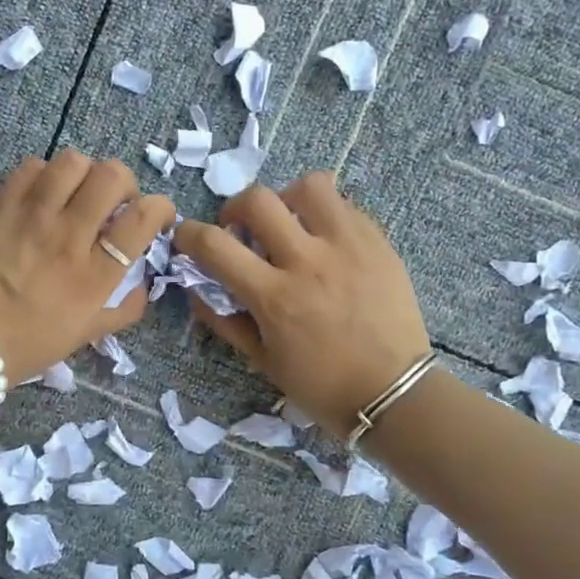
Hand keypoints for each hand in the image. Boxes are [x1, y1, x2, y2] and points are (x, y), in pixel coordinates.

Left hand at [0, 151, 174, 384]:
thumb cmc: (25, 344)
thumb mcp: (84, 337)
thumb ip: (123, 310)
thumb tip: (144, 284)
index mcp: (95, 275)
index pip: (143, 218)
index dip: (160, 208)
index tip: (155, 217)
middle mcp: (68, 237)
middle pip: (112, 176)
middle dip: (124, 184)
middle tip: (114, 204)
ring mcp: (32, 217)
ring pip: (73, 162)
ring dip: (85, 173)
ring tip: (77, 194)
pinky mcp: (1, 205)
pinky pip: (32, 166)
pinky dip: (46, 174)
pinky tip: (43, 196)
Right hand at [173, 172, 432, 434]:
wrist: (393, 392)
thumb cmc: (321, 385)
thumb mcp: (263, 360)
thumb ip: (225, 321)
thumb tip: (196, 290)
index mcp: (274, 297)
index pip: (215, 245)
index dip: (188, 234)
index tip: (186, 237)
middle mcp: (308, 262)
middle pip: (257, 200)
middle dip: (234, 208)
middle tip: (239, 229)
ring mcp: (348, 246)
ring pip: (308, 186)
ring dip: (286, 199)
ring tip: (289, 223)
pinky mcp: (378, 242)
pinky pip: (344, 205)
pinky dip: (323, 215)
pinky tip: (324, 240)